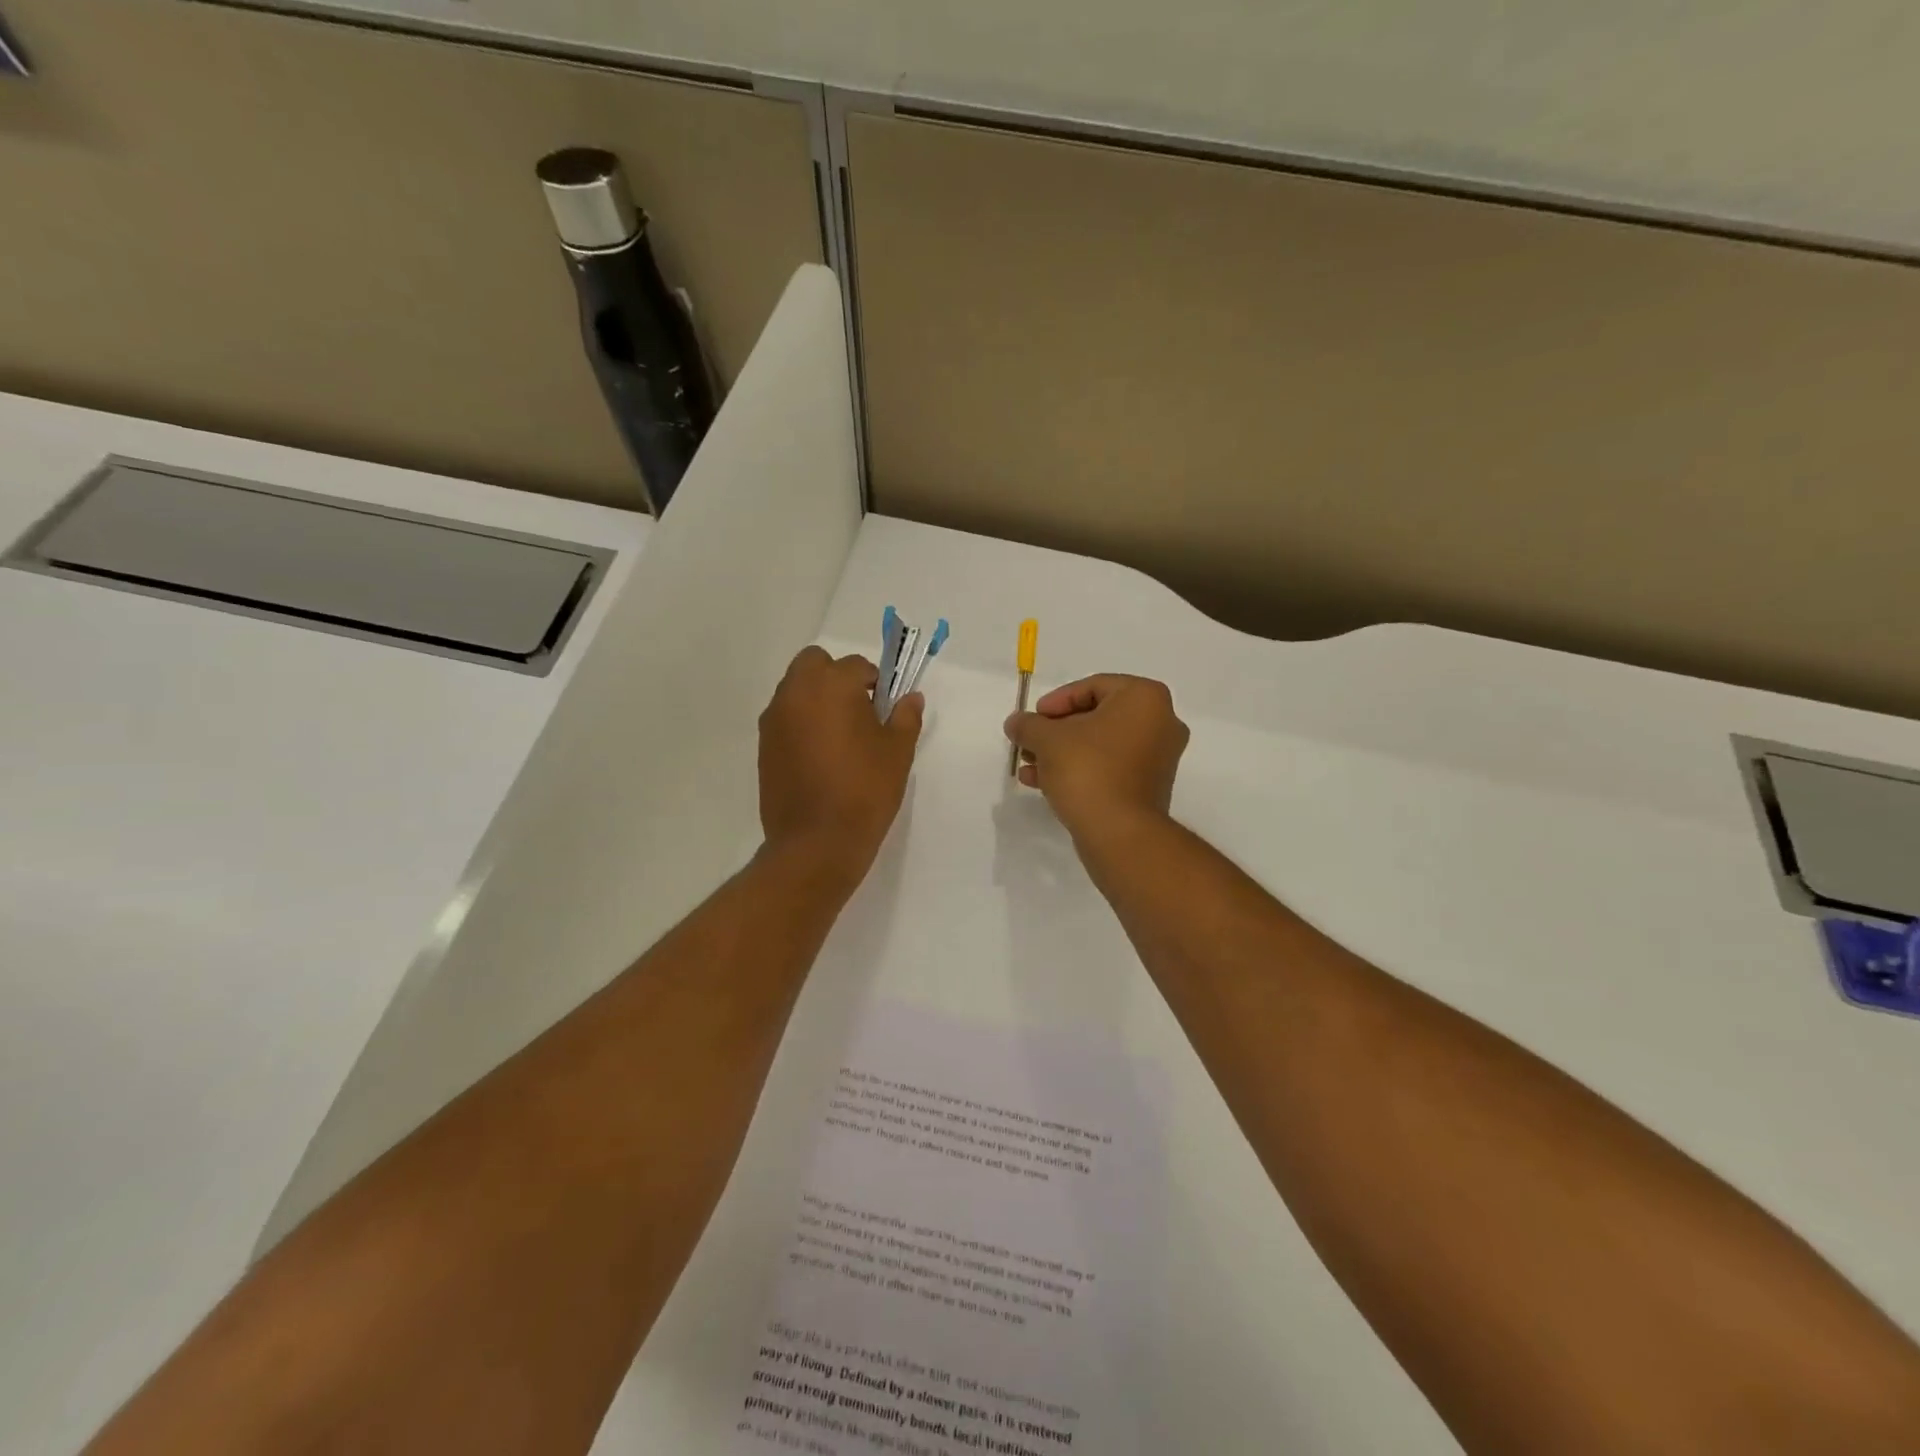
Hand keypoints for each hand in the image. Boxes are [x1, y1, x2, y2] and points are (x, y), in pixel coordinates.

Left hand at [758, 646, 923, 885]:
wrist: (816, 843)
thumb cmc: (864, 791)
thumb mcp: (897, 752)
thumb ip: (905, 717)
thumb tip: (911, 698)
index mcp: (832, 685)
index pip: (857, 666)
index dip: (875, 684)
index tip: (884, 710)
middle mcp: (796, 693)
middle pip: (814, 663)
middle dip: (836, 677)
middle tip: (858, 712)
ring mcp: (774, 720)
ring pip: (795, 690)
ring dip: (816, 699)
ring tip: (839, 738)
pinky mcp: (763, 746)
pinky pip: (784, 719)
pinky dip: (801, 724)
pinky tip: (819, 758)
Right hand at [1004, 674, 1188, 840]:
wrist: (1119, 832)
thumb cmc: (1088, 769)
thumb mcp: (1047, 739)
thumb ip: (1028, 724)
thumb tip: (1016, 722)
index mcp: (1145, 697)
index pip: (1093, 686)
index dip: (1056, 701)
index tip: (1033, 719)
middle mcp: (1161, 722)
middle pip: (1097, 716)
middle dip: (1057, 731)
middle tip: (1030, 742)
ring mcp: (1159, 757)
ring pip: (1101, 745)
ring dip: (1063, 752)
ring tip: (1030, 766)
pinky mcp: (1150, 787)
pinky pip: (1110, 767)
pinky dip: (1081, 770)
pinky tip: (1045, 783)